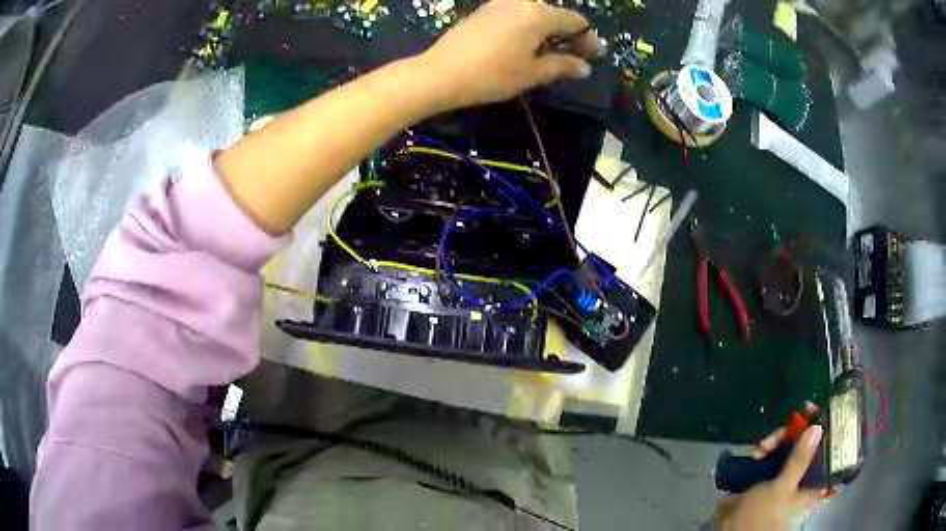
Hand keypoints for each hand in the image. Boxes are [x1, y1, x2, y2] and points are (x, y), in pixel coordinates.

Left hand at [417, 0, 598, 108]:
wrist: (439, 73)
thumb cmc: (491, 75)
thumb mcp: (532, 73)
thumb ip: (562, 66)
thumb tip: (584, 68)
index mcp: (538, 14)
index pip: (575, 21)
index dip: (587, 39)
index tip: (591, 58)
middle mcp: (521, 2)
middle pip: (555, 14)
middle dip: (568, 35)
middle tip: (572, 58)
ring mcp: (499, 4)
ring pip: (534, 14)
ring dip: (547, 31)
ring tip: (548, 54)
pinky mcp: (483, 11)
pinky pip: (515, 15)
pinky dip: (527, 28)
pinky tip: (524, 46)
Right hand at [713, 409, 825, 529]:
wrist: (733, 527)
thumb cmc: (766, 513)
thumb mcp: (784, 487)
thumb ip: (800, 459)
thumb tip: (817, 427)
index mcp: (815, 480)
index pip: (829, 448)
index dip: (826, 427)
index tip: (817, 410)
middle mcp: (805, 473)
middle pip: (808, 441)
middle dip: (796, 432)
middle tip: (787, 425)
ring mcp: (787, 472)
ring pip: (790, 444)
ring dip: (778, 440)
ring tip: (762, 446)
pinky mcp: (771, 471)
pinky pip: (774, 451)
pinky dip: (767, 447)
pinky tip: (757, 450)